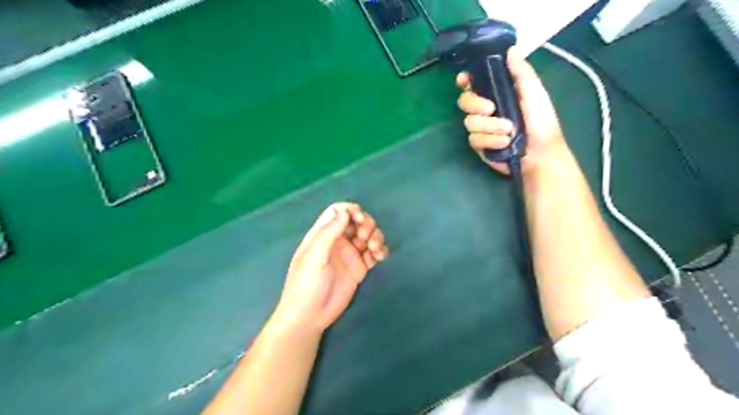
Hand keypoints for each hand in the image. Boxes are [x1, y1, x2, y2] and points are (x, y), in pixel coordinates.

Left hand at [270, 203, 386, 335]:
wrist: (310, 315)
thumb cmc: (306, 283)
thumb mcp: (314, 256)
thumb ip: (328, 232)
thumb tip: (344, 212)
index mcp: (322, 234)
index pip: (337, 212)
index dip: (350, 210)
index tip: (359, 218)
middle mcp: (337, 241)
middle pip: (356, 221)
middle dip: (366, 223)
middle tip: (365, 236)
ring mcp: (349, 254)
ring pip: (367, 236)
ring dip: (375, 236)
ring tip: (375, 249)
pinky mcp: (359, 268)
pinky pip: (373, 253)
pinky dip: (380, 251)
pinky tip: (380, 256)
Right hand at [457, 47, 569, 174]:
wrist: (540, 154)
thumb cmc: (541, 122)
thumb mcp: (534, 93)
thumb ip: (521, 72)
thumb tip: (510, 49)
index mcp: (498, 93)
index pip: (474, 83)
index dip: (465, 80)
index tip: (464, 80)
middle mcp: (486, 109)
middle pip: (464, 101)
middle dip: (475, 104)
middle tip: (491, 109)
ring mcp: (482, 128)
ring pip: (469, 122)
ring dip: (489, 126)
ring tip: (508, 131)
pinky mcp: (480, 144)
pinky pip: (474, 139)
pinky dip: (490, 140)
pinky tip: (504, 143)